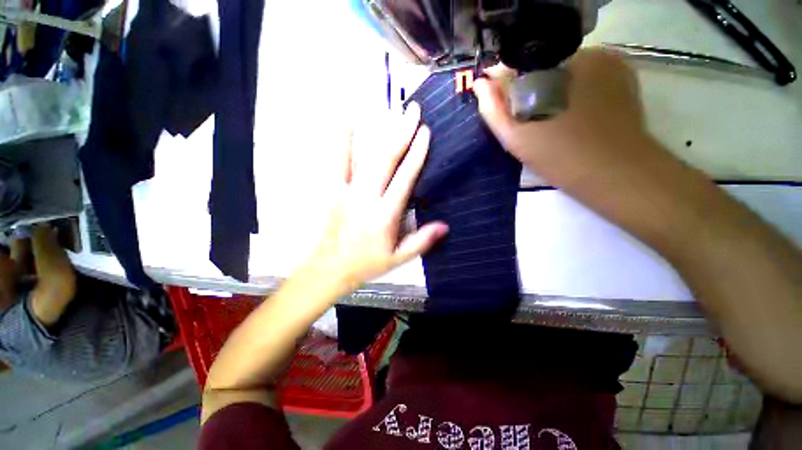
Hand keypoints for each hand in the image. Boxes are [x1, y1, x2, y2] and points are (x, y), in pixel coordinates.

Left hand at [309, 103, 447, 290]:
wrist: (331, 268)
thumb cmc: (367, 264)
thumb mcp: (398, 258)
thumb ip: (421, 241)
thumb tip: (445, 226)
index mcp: (385, 215)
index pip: (404, 178)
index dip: (416, 154)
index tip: (425, 133)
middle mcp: (367, 198)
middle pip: (387, 160)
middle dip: (401, 133)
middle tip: (413, 110)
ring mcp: (347, 192)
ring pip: (366, 157)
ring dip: (381, 133)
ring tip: (392, 111)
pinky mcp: (334, 191)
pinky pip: (339, 163)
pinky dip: (344, 141)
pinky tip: (347, 121)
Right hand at [474, 49, 652, 191]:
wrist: (614, 172)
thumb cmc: (559, 155)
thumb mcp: (516, 137)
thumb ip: (493, 109)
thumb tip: (480, 84)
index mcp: (553, 66)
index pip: (519, 65)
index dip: (507, 86)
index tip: (505, 108)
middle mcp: (582, 54)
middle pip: (543, 67)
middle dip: (531, 88)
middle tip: (529, 119)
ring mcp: (608, 63)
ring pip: (566, 71)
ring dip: (553, 89)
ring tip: (552, 120)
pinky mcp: (623, 76)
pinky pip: (589, 76)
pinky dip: (576, 90)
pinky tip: (575, 114)